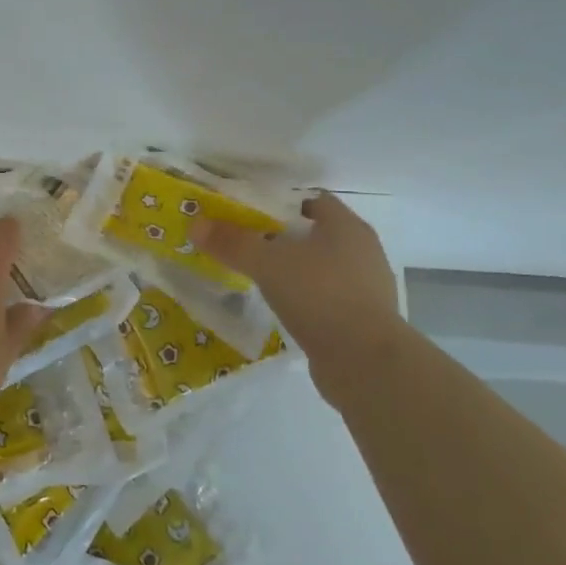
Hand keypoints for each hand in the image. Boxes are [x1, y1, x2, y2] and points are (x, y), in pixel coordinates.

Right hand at [193, 192, 402, 406]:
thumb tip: (196, 224)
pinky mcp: (366, 321)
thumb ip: (232, 243)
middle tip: (249, 245)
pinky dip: (308, 299)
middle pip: (318, 234)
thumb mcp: (268, 264)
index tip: (251, 214)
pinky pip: (330, 298)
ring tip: (262, 278)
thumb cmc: (320, 296)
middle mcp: (364, 251)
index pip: (313, 200)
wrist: (366, 364)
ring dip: (296, 271)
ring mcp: (368, 288)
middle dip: (284, 237)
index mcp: (347, 226)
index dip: (281, 203)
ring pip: (324, 267)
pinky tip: (285, 310)